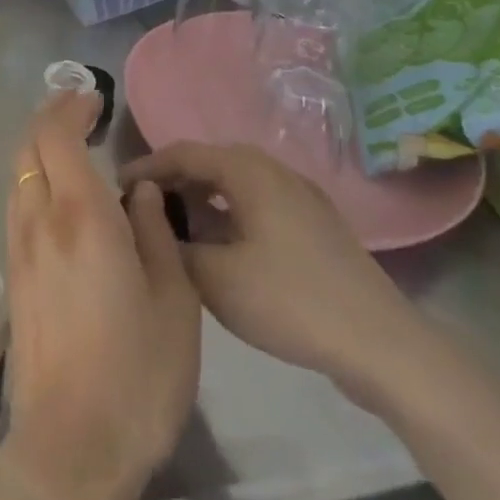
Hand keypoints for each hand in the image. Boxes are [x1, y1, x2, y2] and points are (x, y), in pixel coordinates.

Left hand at [0, 91, 200, 499]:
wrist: (71, 445)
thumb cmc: (138, 374)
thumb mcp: (173, 300)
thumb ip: (153, 232)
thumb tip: (137, 190)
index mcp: (80, 217)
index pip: (58, 136)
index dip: (70, 108)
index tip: (93, 97)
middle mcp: (39, 221)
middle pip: (29, 148)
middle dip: (50, 118)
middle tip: (81, 110)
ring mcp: (19, 248)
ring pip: (19, 175)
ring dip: (39, 148)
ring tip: (72, 145)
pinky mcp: (13, 275)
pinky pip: (19, 204)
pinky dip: (35, 179)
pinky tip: (62, 195)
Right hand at [118, 142, 438, 410]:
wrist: (383, 346)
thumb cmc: (290, 301)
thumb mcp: (213, 277)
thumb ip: (171, 241)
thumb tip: (148, 218)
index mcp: (249, 172)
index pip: (183, 153)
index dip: (146, 167)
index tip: (116, 187)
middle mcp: (275, 171)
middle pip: (211, 163)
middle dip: (173, 181)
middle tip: (143, 207)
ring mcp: (302, 197)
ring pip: (236, 184)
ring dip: (202, 198)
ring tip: (176, 227)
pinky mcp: (316, 225)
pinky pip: (258, 203)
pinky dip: (229, 213)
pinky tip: (220, 246)